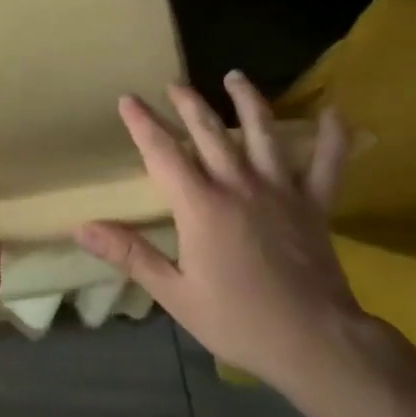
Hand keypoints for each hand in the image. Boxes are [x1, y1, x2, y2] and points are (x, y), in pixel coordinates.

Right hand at [77, 72, 402, 403]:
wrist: (313, 340)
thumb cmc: (237, 319)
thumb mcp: (174, 293)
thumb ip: (130, 254)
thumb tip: (82, 227)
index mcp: (201, 206)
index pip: (163, 154)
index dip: (143, 124)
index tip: (128, 99)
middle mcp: (239, 186)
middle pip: (209, 133)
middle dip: (188, 104)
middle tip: (174, 84)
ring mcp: (282, 191)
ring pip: (263, 134)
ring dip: (248, 102)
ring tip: (235, 77)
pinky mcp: (315, 205)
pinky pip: (328, 163)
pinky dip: (333, 136)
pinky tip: (333, 112)